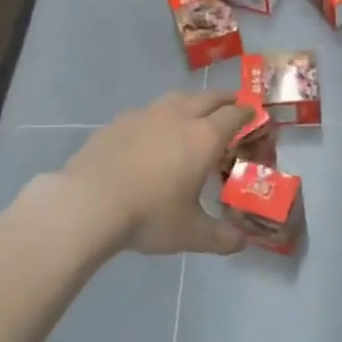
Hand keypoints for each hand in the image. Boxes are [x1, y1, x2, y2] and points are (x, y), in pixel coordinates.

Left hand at [60, 91, 251, 254]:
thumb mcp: (190, 234)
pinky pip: (147, 112)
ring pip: (176, 99)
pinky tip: (152, 134)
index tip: (254, 114)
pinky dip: (159, 117)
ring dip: (192, 102)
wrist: (88, 204)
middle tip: (232, 106)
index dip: (247, 113)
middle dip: (224, 100)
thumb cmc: (149, 216)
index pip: (233, 115)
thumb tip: (241, 243)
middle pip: (207, 98)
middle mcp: (177, 117)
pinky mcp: (118, 122)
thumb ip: (220, 238)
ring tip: (194, 113)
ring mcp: (145, 116)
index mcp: (203, 138)